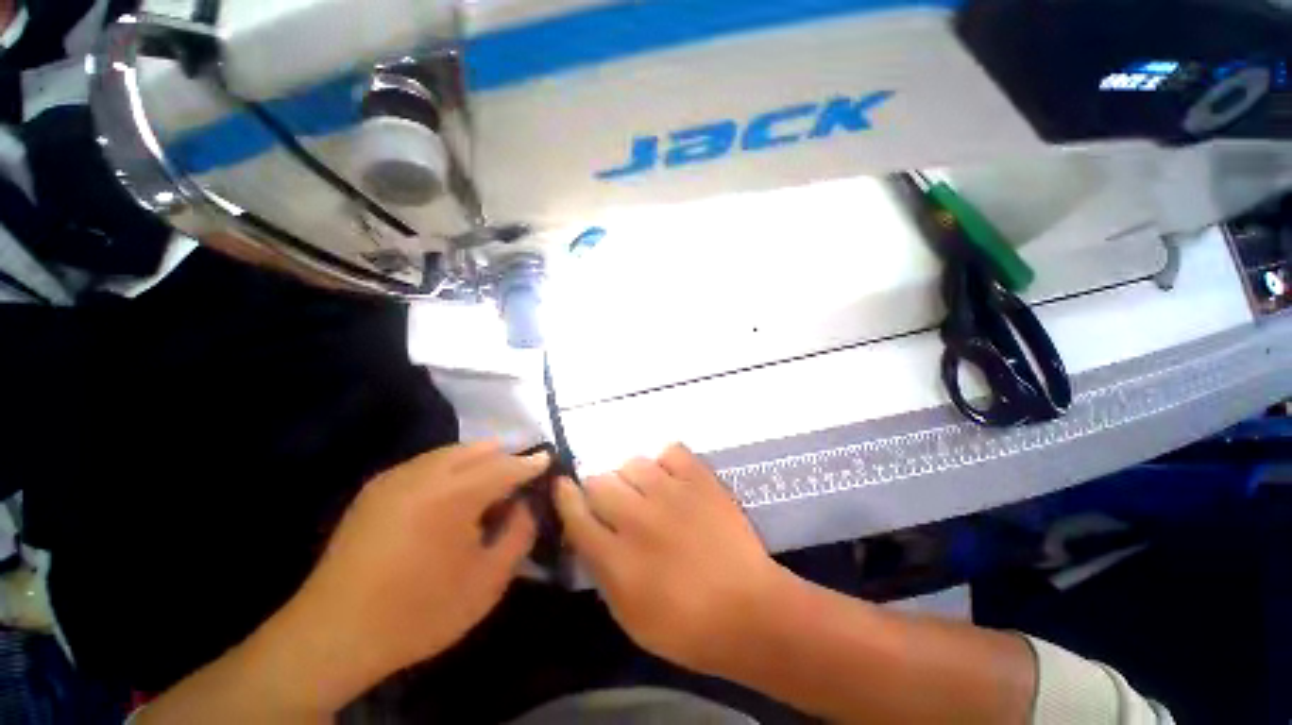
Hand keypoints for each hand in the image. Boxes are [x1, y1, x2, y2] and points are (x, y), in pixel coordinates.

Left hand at [274, 442, 546, 703]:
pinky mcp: (376, 488)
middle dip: (505, 457)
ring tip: (488, 484)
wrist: (333, 634)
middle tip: (519, 476)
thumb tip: (525, 504)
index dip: (531, 463)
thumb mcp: (488, 581)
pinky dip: (450, 468)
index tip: (548, 459)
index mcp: (455, 495)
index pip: (507, 466)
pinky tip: (450, 494)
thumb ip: (519, 533)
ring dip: (478, 460)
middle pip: (479, 449)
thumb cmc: (420, 611)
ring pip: (452, 452)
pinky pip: (427, 463)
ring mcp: (396, 477)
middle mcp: (426, 474)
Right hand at [554, 443, 786, 674]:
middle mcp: (638, 518)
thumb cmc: (686, 627)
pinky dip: (667, 462)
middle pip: (599, 481)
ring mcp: (671, 493)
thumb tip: (588, 531)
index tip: (562, 486)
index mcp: (616, 557)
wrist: (749, 611)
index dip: (565, 496)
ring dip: (632, 476)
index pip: (576, 513)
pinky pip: (671, 451)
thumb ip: (602, 568)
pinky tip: (673, 479)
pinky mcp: (700, 479)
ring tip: (647, 491)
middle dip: (599, 490)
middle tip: (616, 503)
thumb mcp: (628, 614)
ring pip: (632, 462)